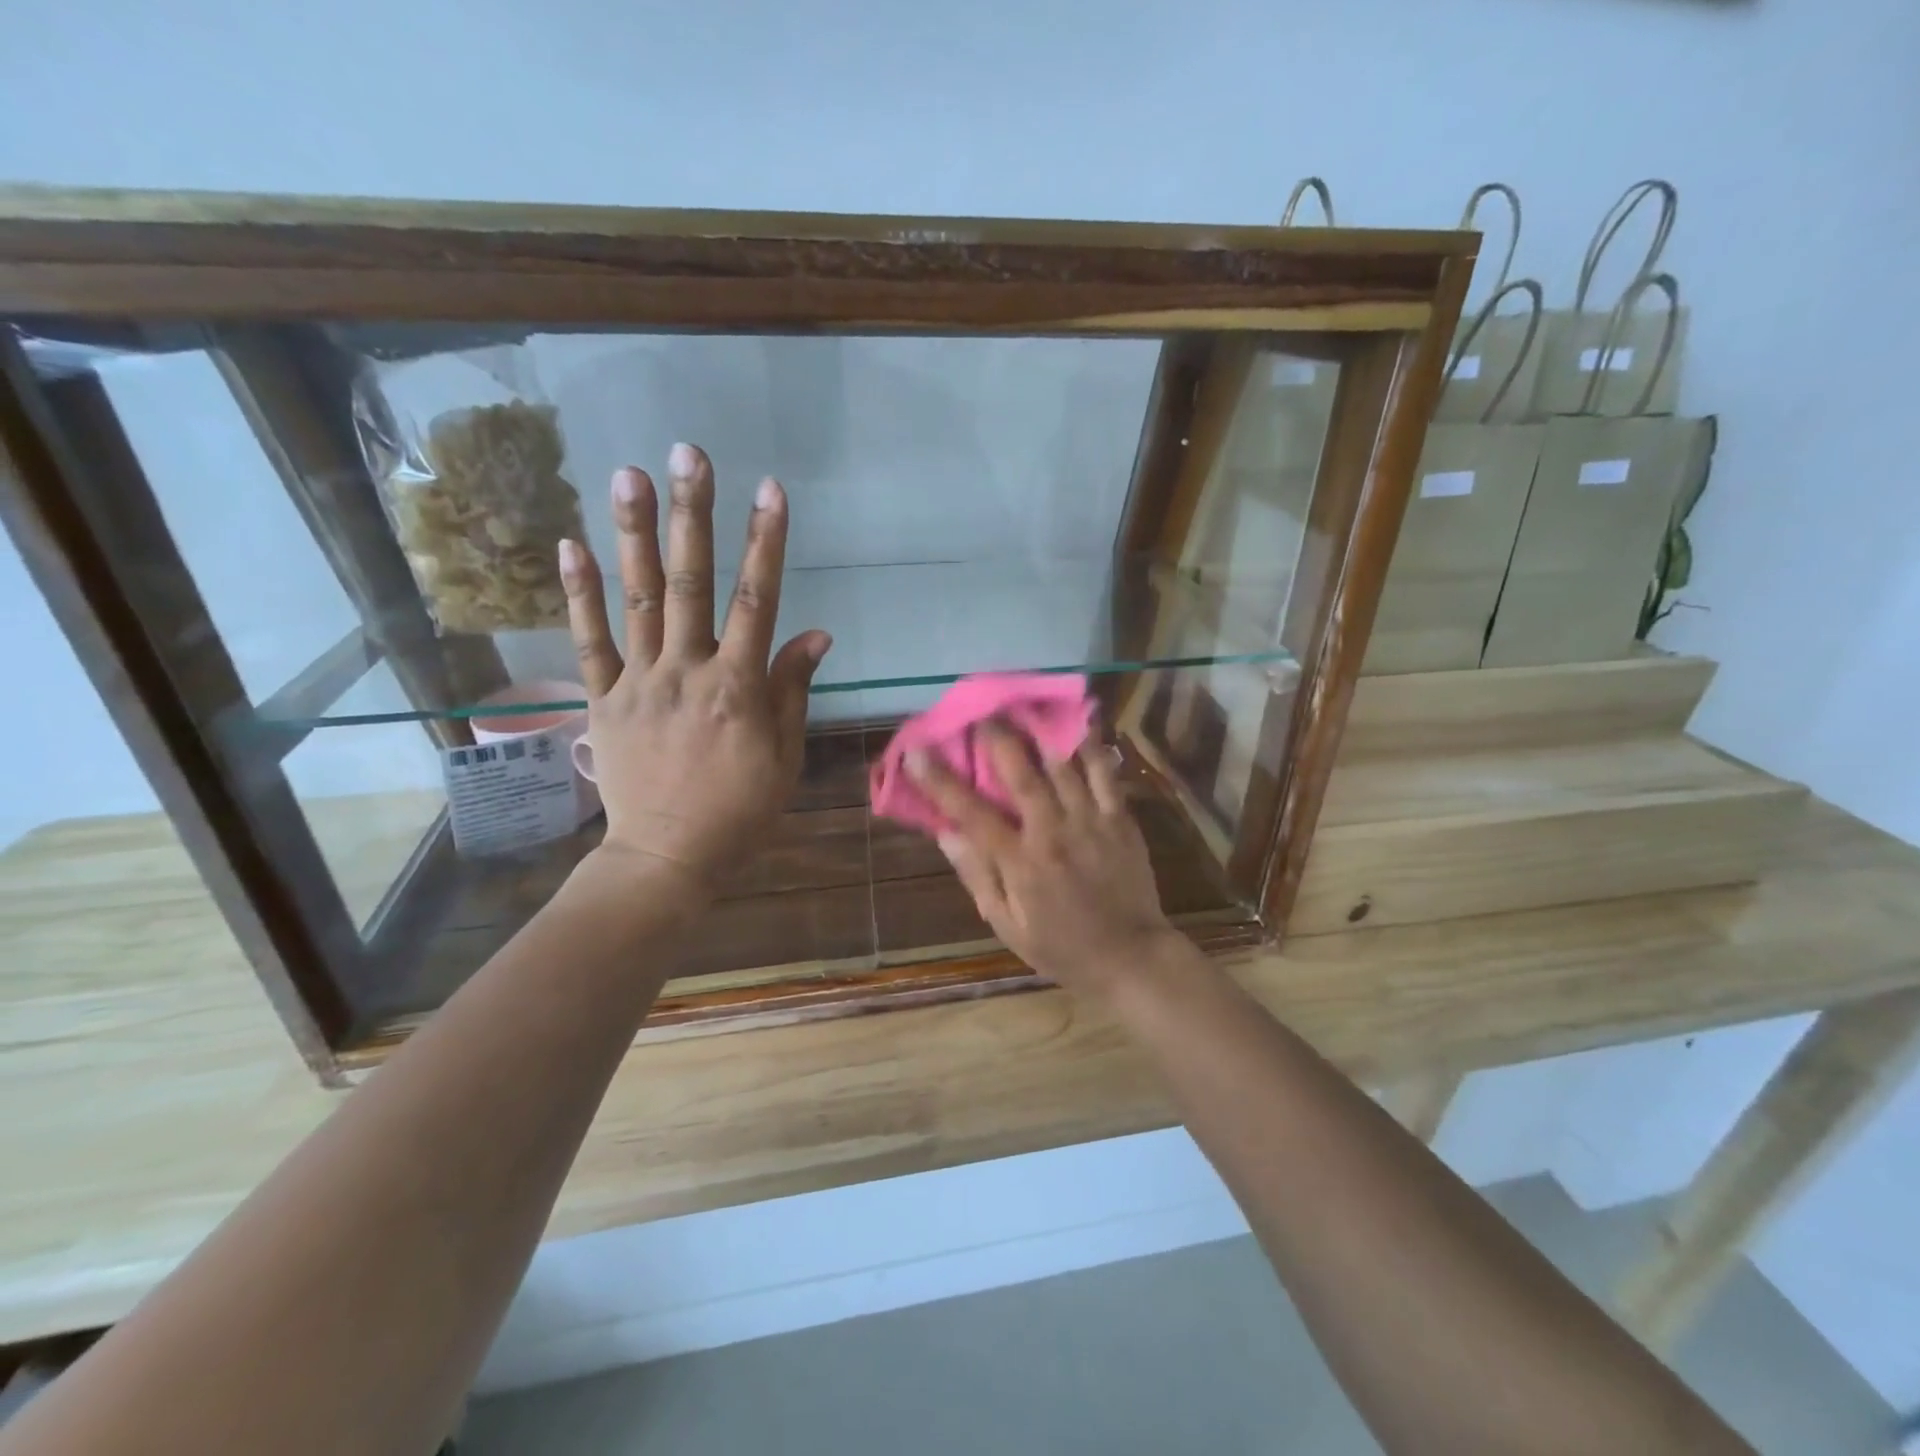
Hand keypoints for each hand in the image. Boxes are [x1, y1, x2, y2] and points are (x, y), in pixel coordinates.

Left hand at [558, 442, 830, 895]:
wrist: (668, 856)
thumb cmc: (740, 810)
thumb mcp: (784, 756)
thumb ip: (792, 690)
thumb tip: (815, 633)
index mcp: (738, 688)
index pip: (757, 601)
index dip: (765, 542)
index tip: (769, 490)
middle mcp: (687, 672)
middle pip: (690, 583)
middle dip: (692, 515)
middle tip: (688, 454)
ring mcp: (639, 682)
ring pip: (636, 599)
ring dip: (634, 534)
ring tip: (629, 474)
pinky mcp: (604, 700)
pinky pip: (589, 641)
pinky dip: (580, 594)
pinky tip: (572, 544)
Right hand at [908, 724, 1181, 996]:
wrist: (1130, 957)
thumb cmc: (1061, 947)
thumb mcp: (1007, 925)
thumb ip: (977, 875)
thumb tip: (946, 832)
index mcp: (1020, 862)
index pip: (971, 813)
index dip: (940, 780)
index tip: (916, 751)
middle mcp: (1053, 833)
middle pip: (1022, 775)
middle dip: (998, 737)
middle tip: (981, 711)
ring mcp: (1091, 822)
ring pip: (1064, 766)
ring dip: (1041, 731)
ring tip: (1025, 704)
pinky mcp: (1120, 819)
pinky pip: (1106, 774)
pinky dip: (1093, 745)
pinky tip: (1082, 721)